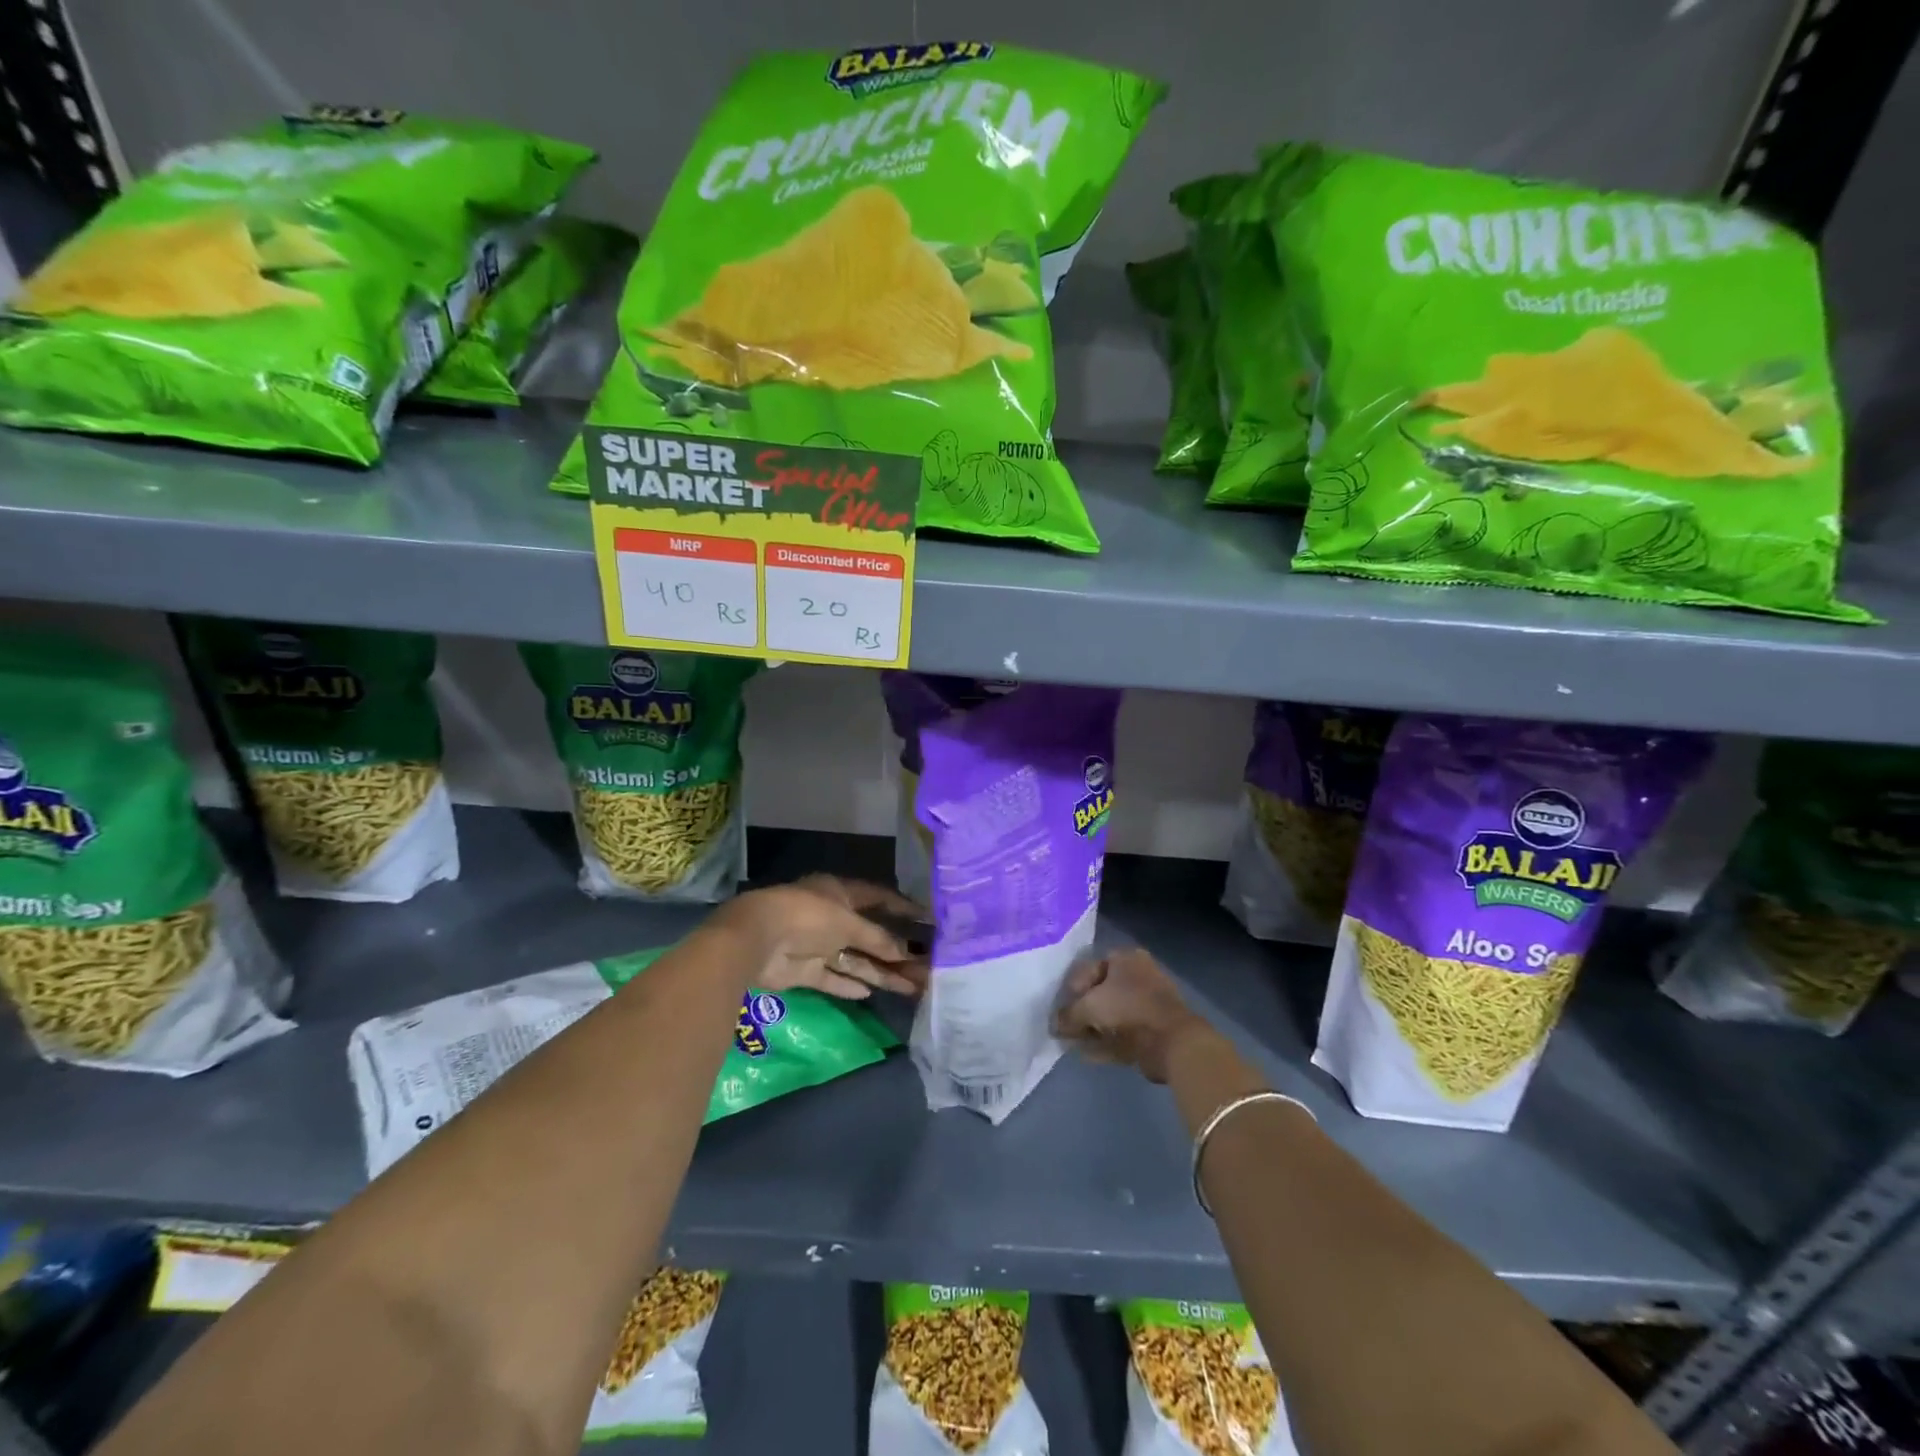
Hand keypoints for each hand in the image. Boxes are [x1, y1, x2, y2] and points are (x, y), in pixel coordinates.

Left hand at [712, 875, 928, 999]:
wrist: (757, 939)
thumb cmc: (808, 916)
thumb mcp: (849, 923)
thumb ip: (878, 939)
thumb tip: (906, 952)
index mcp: (840, 893)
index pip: (878, 897)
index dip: (901, 908)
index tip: (928, 919)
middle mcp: (830, 917)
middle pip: (869, 936)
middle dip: (896, 952)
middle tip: (925, 967)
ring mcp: (817, 945)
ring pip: (855, 960)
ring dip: (881, 973)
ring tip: (912, 987)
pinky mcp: (804, 970)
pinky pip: (833, 978)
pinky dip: (849, 985)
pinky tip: (870, 993)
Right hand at [1051, 947, 1215, 1082]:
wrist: (1172, 1041)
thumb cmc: (1127, 1010)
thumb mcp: (1088, 1008)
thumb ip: (1067, 1015)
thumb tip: (1054, 1025)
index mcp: (1125, 959)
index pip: (1089, 967)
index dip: (1072, 988)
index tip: (1062, 1007)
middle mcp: (1138, 975)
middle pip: (1101, 992)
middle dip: (1082, 1011)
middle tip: (1066, 1027)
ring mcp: (1148, 1003)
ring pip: (1111, 1014)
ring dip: (1092, 1029)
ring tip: (1073, 1043)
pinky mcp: (1153, 1029)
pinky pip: (1122, 1033)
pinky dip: (1105, 1042)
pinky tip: (1087, 1055)